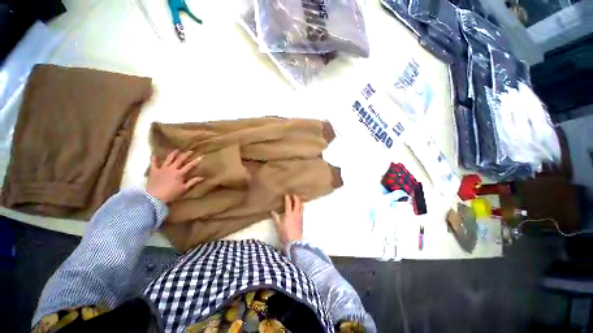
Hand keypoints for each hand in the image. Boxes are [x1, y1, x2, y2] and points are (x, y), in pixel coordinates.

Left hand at [146, 150, 203, 203]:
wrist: (154, 198)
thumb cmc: (171, 194)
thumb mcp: (184, 189)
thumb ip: (192, 182)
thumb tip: (202, 177)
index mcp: (180, 173)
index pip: (190, 165)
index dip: (196, 161)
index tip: (201, 156)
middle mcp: (172, 169)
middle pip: (180, 160)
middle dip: (186, 155)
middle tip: (190, 151)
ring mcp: (162, 169)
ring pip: (168, 159)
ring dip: (173, 154)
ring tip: (177, 150)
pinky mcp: (154, 171)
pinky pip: (153, 163)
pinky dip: (154, 159)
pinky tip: (154, 155)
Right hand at [272, 194, 303, 245]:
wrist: (295, 240)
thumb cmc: (285, 233)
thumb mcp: (278, 225)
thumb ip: (276, 217)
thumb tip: (272, 211)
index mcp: (289, 214)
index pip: (288, 203)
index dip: (287, 198)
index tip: (286, 194)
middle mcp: (295, 213)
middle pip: (297, 202)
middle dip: (295, 197)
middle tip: (293, 194)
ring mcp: (300, 216)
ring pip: (301, 205)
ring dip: (299, 201)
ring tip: (297, 198)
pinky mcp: (302, 219)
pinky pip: (302, 209)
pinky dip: (301, 205)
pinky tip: (300, 206)